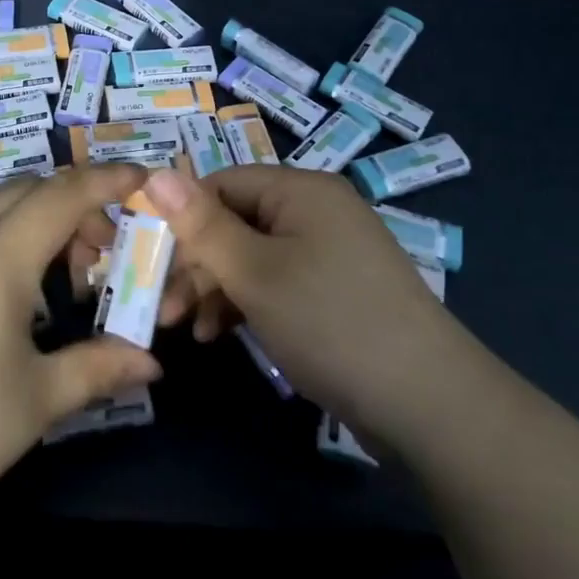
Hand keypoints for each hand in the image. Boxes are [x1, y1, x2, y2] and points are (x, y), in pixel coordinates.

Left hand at [0, 165, 161, 541]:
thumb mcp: (34, 403)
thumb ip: (98, 368)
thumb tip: (152, 362)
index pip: (62, 195)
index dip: (107, 179)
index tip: (143, 178)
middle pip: (27, 191)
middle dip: (74, 205)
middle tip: (103, 255)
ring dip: (37, 223)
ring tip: (62, 282)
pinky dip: (5, 240)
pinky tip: (14, 297)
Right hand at [145, 164, 448, 427]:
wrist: (429, 404)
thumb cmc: (330, 321)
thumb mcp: (254, 273)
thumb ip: (201, 225)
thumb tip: (153, 173)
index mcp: (300, 190)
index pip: (221, 184)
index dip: (181, 218)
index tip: (149, 260)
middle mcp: (315, 211)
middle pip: (235, 222)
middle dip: (195, 263)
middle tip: (162, 308)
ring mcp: (329, 252)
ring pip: (252, 257)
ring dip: (215, 289)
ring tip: (186, 330)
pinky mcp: (335, 291)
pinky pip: (277, 282)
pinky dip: (246, 304)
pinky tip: (221, 335)